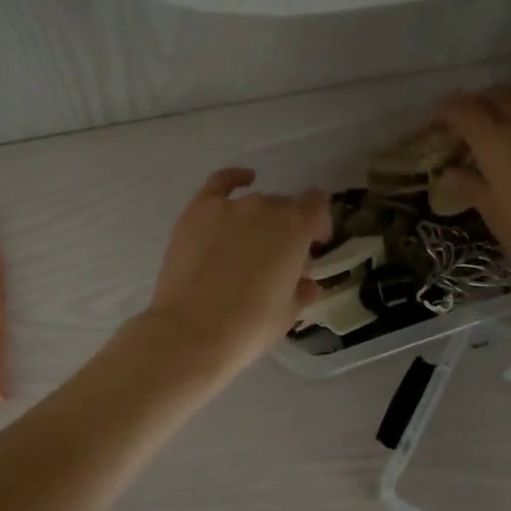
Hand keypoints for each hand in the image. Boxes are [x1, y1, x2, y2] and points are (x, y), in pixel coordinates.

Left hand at [136, 168, 329, 380]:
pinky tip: (243, 180)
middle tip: (278, 259)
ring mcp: (229, 207)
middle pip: (284, 208)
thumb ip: (301, 291)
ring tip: (251, 245)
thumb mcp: (287, 313)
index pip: (317, 207)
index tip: (315, 245)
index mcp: (295, 230)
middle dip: (287, 229)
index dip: (318, 224)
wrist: (193, 331)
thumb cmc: (249, 327)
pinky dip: (234, 179)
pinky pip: (220, 183)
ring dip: (260, 219)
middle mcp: (266, 209)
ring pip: (255, 203)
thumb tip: (308, 284)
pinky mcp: (197, 211)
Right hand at [438, 76, 510, 306]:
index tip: (437, 120)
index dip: (445, 111)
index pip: (462, 110)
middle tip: (471, 123)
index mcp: (497, 143)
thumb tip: (449, 173)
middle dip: (477, 104)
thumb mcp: (499, 220)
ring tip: (510, 109)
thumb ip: (473, 189)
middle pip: (495, 94)